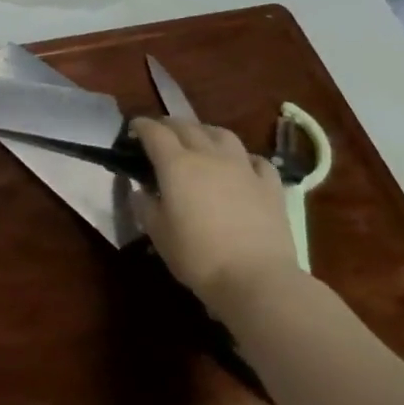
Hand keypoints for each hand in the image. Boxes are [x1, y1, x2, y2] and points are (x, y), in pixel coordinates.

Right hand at [131, 117, 301, 318]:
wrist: (256, 279)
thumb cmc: (198, 256)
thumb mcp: (158, 233)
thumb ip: (145, 206)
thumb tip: (140, 190)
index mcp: (176, 164)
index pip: (155, 132)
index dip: (142, 126)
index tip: (133, 128)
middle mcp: (209, 156)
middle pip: (187, 127)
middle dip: (170, 125)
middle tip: (161, 134)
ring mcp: (243, 167)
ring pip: (222, 135)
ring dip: (206, 132)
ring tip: (200, 140)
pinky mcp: (270, 185)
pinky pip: (256, 160)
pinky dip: (244, 158)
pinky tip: (241, 166)